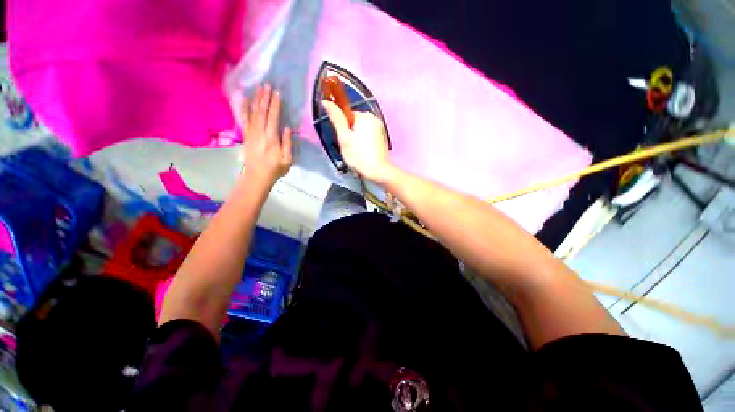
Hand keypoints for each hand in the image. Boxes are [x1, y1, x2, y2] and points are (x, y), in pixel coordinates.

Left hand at [240, 84, 292, 188]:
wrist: (257, 177)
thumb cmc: (275, 169)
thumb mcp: (287, 160)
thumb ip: (288, 144)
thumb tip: (288, 128)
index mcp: (272, 139)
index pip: (273, 118)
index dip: (275, 105)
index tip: (277, 93)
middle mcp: (260, 133)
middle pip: (262, 112)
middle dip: (264, 98)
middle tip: (267, 85)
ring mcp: (251, 133)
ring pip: (253, 113)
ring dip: (256, 100)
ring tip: (258, 88)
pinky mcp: (246, 136)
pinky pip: (244, 119)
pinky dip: (243, 108)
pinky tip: (243, 100)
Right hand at [322, 100, 392, 182]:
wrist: (379, 171)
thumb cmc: (359, 155)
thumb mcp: (344, 137)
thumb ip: (336, 118)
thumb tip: (326, 101)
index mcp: (365, 116)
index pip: (348, 115)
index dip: (343, 128)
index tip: (344, 141)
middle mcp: (375, 119)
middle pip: (356, 123)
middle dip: (351, 135)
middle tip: (350, 149)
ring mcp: (381, 129)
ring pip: (363, 132)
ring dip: (358, 140)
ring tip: (357, 154)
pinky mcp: (383, 139)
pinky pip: (370, 138)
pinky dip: (365, 144)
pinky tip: (365, 154)